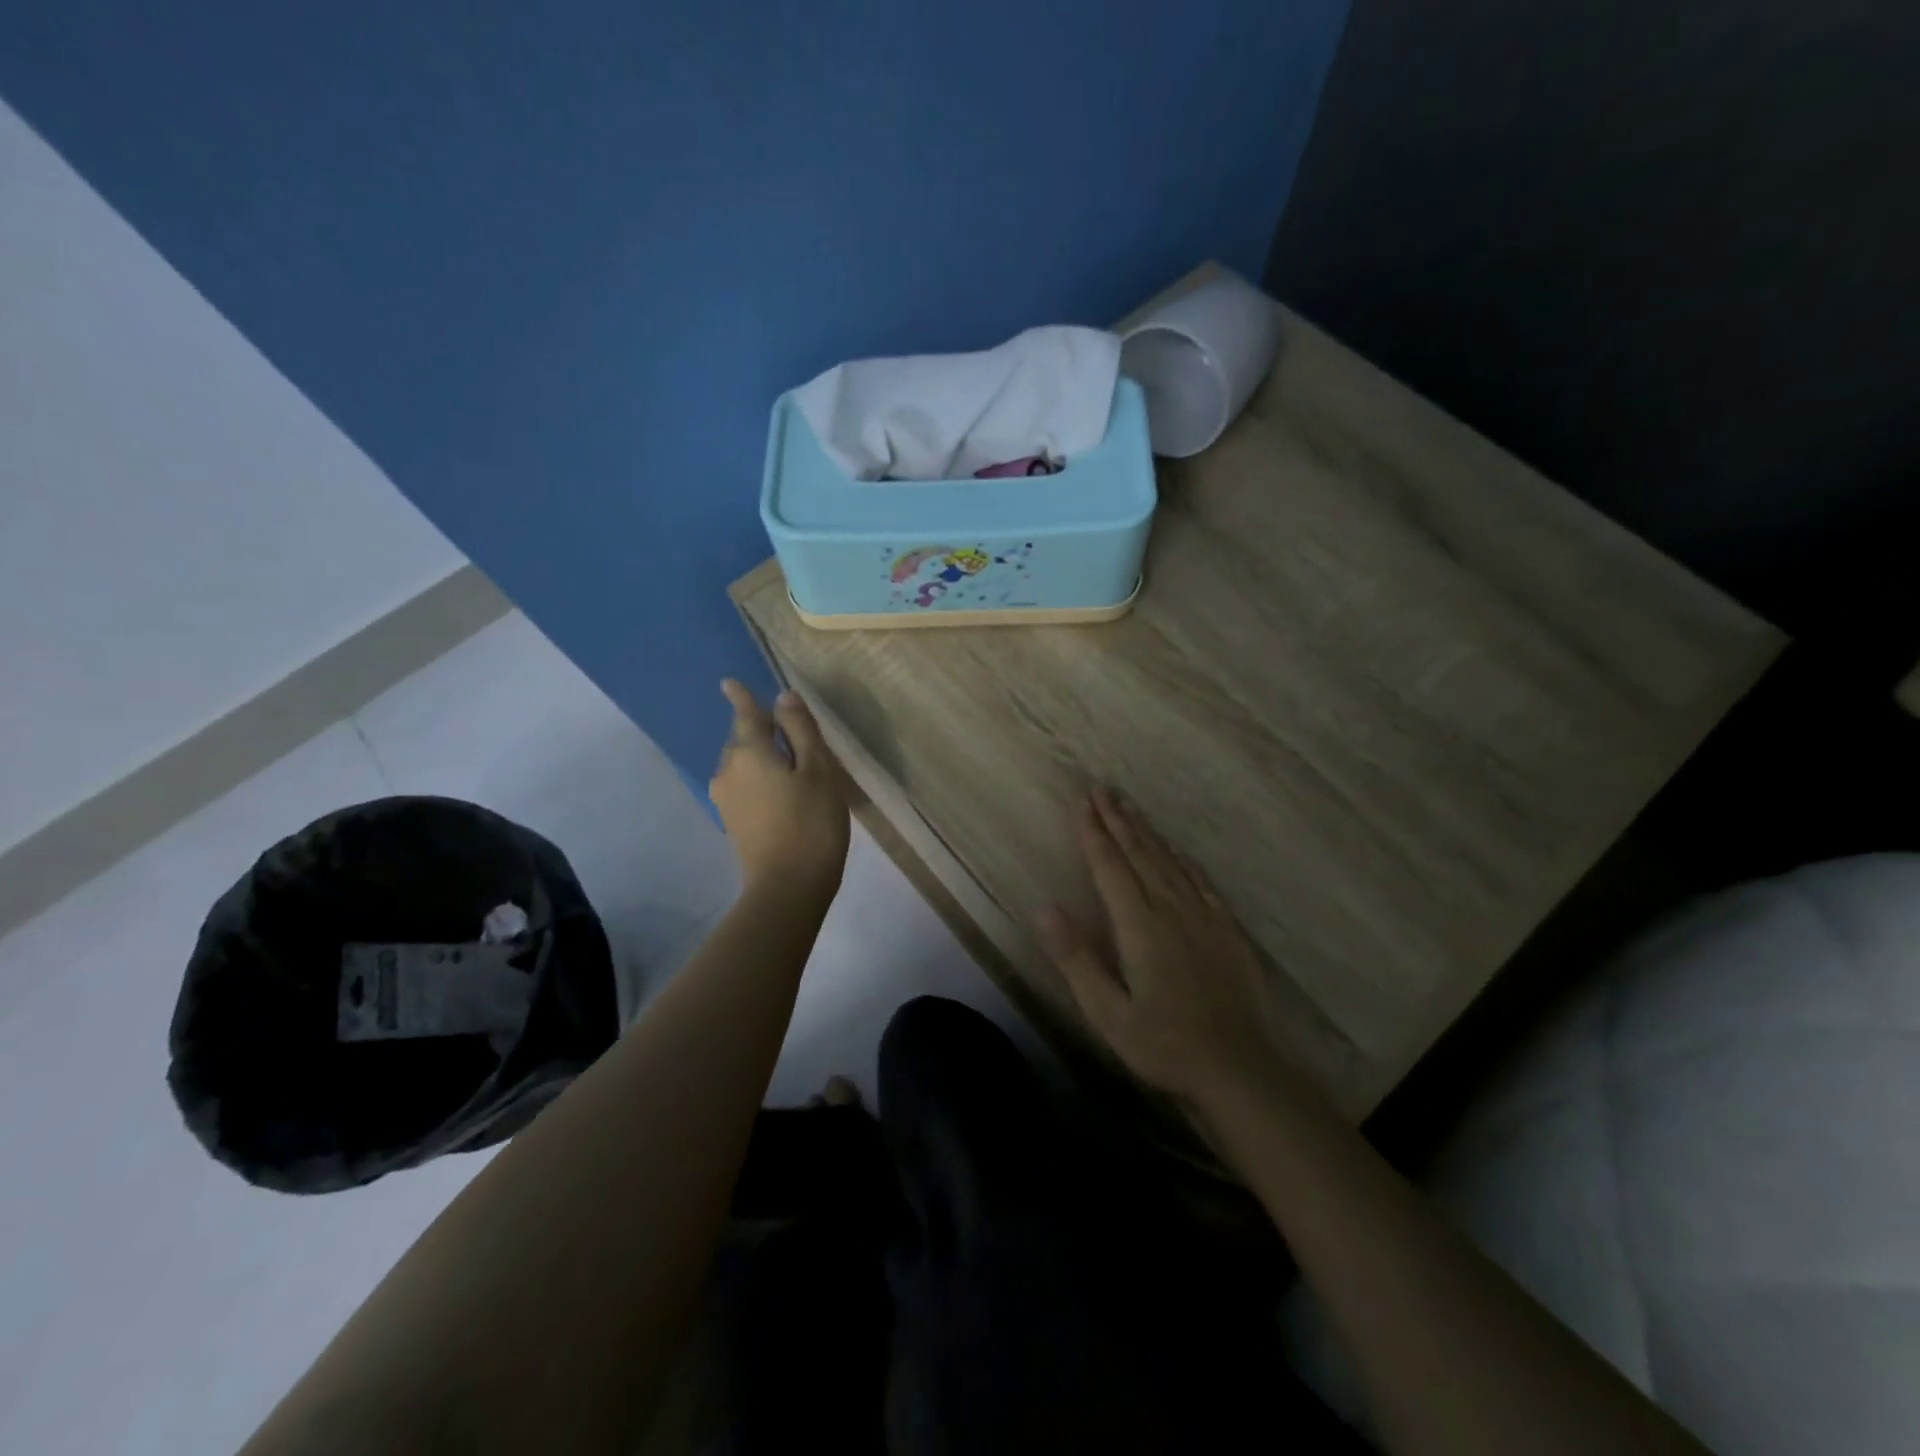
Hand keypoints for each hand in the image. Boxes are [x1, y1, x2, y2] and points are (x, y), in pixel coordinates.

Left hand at [709, 680, 849, 893]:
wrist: (788, 887)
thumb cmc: (811, 823)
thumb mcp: (818, 770)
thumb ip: (800, 730)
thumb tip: (783, 698)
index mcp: (749, 751)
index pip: (744, 714)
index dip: (741, 697)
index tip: (729, 682)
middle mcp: (728, 770)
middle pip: (743, 739)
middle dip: (761, 731)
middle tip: (792, 735)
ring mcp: (726, 798)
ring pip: (743, 764)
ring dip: (763, 758)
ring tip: (793, 766)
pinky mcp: (732, 822)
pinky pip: (745, 786)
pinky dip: (761, 780)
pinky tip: (782, 792)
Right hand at [1036, 788, 1299, 1112]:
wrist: (1240, 1070)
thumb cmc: (1165, 1045)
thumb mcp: (1108, 1013)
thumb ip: (1077, 958)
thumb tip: (1045, 908)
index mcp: (1140, 926)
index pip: (1110, 867)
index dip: (1094, 833)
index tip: (1082, 802)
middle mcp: (1172, 909)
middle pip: (1140, 853)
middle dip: (1118, 820)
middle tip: (1102, 789)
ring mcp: (1204, 916)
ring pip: (1169, 861)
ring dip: (1146, 832)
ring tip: (1130, 807)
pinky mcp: (1227, 929)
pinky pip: (1199, 880)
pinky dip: (1181, 859)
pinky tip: (1176, 851)